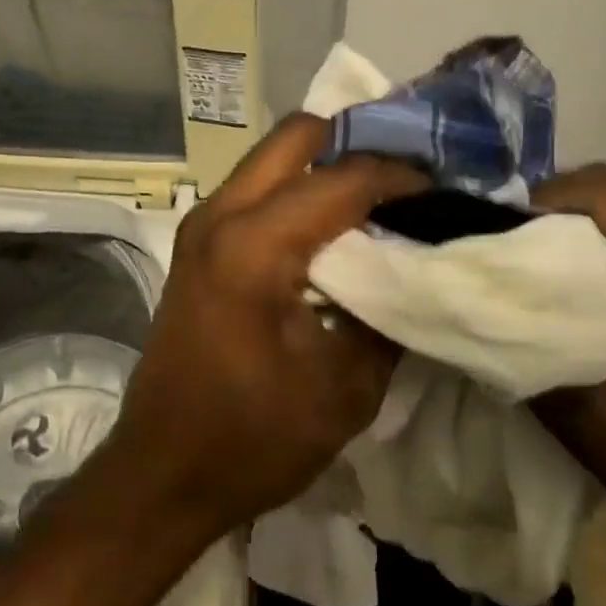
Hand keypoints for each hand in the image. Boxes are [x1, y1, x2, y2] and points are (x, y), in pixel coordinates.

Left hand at [98, 115, 426, 541]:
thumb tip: (419, 266)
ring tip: (378, 194)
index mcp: (253, 245)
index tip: (442, 188)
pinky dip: (300, 186)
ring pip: (274, 155)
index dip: (399, 177)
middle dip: (356, 142)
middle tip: (405, 176)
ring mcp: (203, 221)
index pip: (342, 179)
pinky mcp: (199, 240)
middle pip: (296, 134)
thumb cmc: (252, 439)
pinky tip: (335, 221)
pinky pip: (258, 185)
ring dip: (326, 162)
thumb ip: (389, 313)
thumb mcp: (345, 388)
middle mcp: (221, 214)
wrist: (163, 471)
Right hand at [527, 164, 605, 559]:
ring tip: (524, 278)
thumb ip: (532, 354)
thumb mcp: (597, 421)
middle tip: (501, 255)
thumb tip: (474, 311)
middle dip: (548, 216)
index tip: (497, 235)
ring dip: (570, 239)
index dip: (542, 198)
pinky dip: (594, 262)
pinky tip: (567, 304)